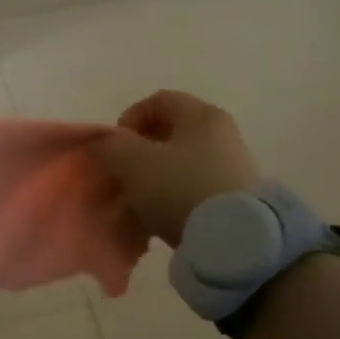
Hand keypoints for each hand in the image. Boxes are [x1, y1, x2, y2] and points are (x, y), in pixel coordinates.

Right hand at [99, 90, 261, 244]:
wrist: (231, 237)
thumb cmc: (179, 187)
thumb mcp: (132, 161)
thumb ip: (111, 146)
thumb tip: (104, 144)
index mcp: (202, 115)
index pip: (158, 100)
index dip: (129, 118)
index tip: (115, 146)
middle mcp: (222, 134)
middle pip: (171, 132)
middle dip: (139, 151)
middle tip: (122, 173)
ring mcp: (232, 166)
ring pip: (180, 163)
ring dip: (154, 176)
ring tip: (137, 199)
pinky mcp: (235, 198)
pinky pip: (193, 187)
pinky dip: (172, 196)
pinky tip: (159, 215)